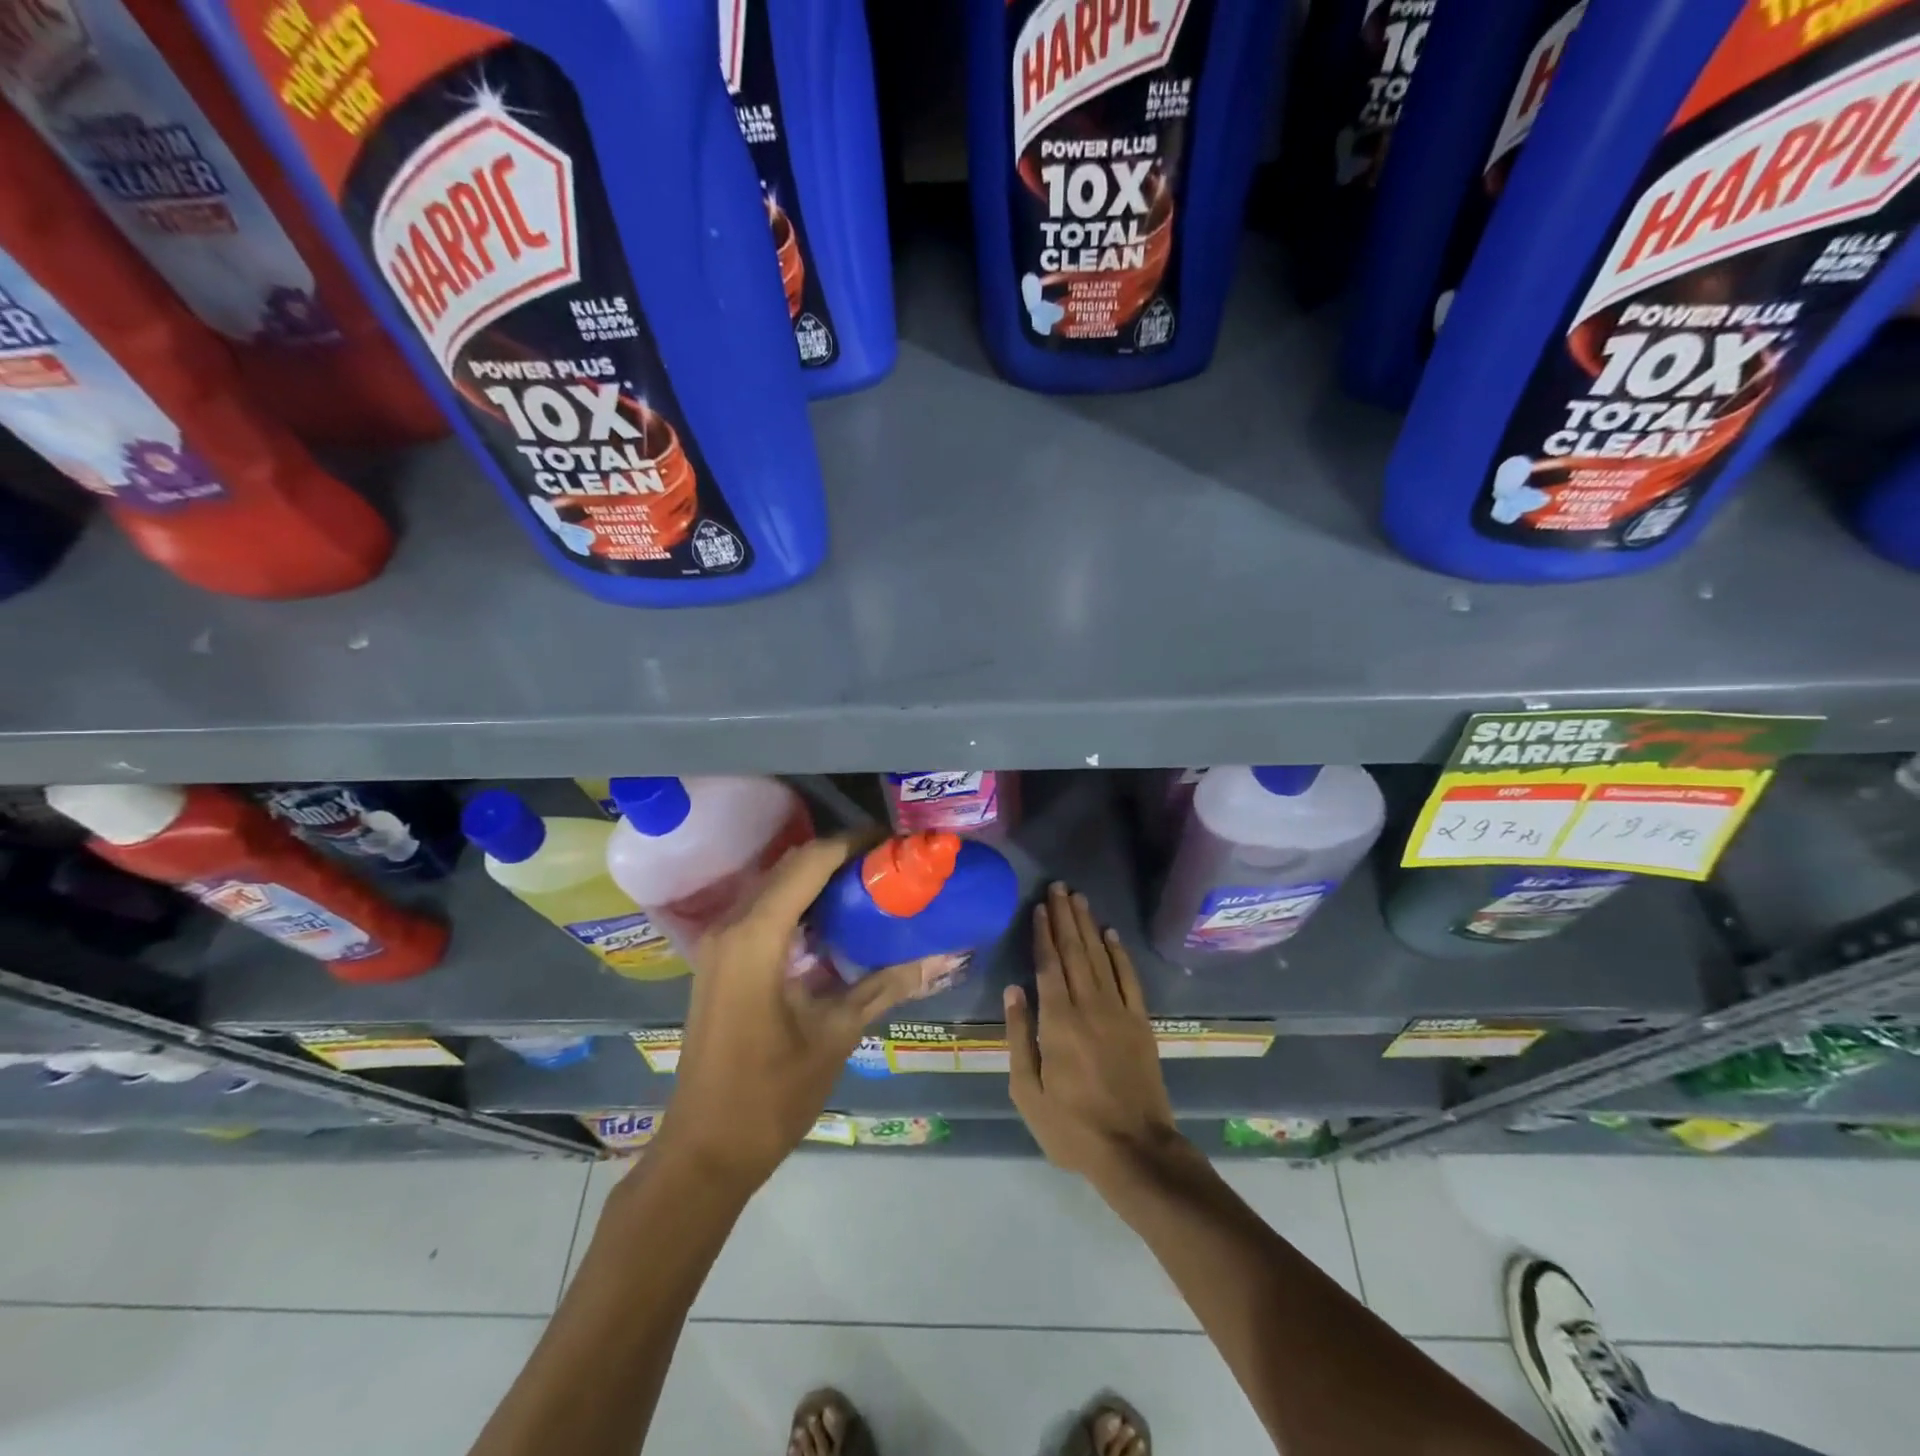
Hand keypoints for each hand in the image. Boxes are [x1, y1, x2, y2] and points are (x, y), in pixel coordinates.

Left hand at [654, 836, 921, 1193]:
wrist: (704, 1150)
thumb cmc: (770, 1094)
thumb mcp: (835, 1035)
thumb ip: (885, 986)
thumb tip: (939, 956)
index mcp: (756, 937)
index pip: (810, 863)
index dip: (853, 843)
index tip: (895, 841)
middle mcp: (731, 926)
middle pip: (791, 866)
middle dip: (840, 855)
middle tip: (890, 862)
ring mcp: (719, 944)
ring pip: (774, 885)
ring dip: (818, 877)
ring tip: (870, 882)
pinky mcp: (720, 962)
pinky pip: (763, 910)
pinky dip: (799, 901)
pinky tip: (834, 918)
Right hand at [1005, 883, 1179, 1184]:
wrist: (1136, 1150)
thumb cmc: (1072, 1126)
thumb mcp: (1028, 1091)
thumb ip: (1019, 1037)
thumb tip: (1013, 990)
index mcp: (1057, 1022)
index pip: (1048, 965)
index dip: (1043, 933)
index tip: (1039, 907)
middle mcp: (1089, 1006)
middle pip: (1074, 952)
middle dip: (1065, 917)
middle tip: (1059, 887)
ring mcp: (1119, 1012)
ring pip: (1100, 957)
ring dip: (1088, 926)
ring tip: (1079, 899)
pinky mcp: (1141, 1023)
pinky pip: (1129, 979)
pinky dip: (1120, 954)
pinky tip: (1112, 934)